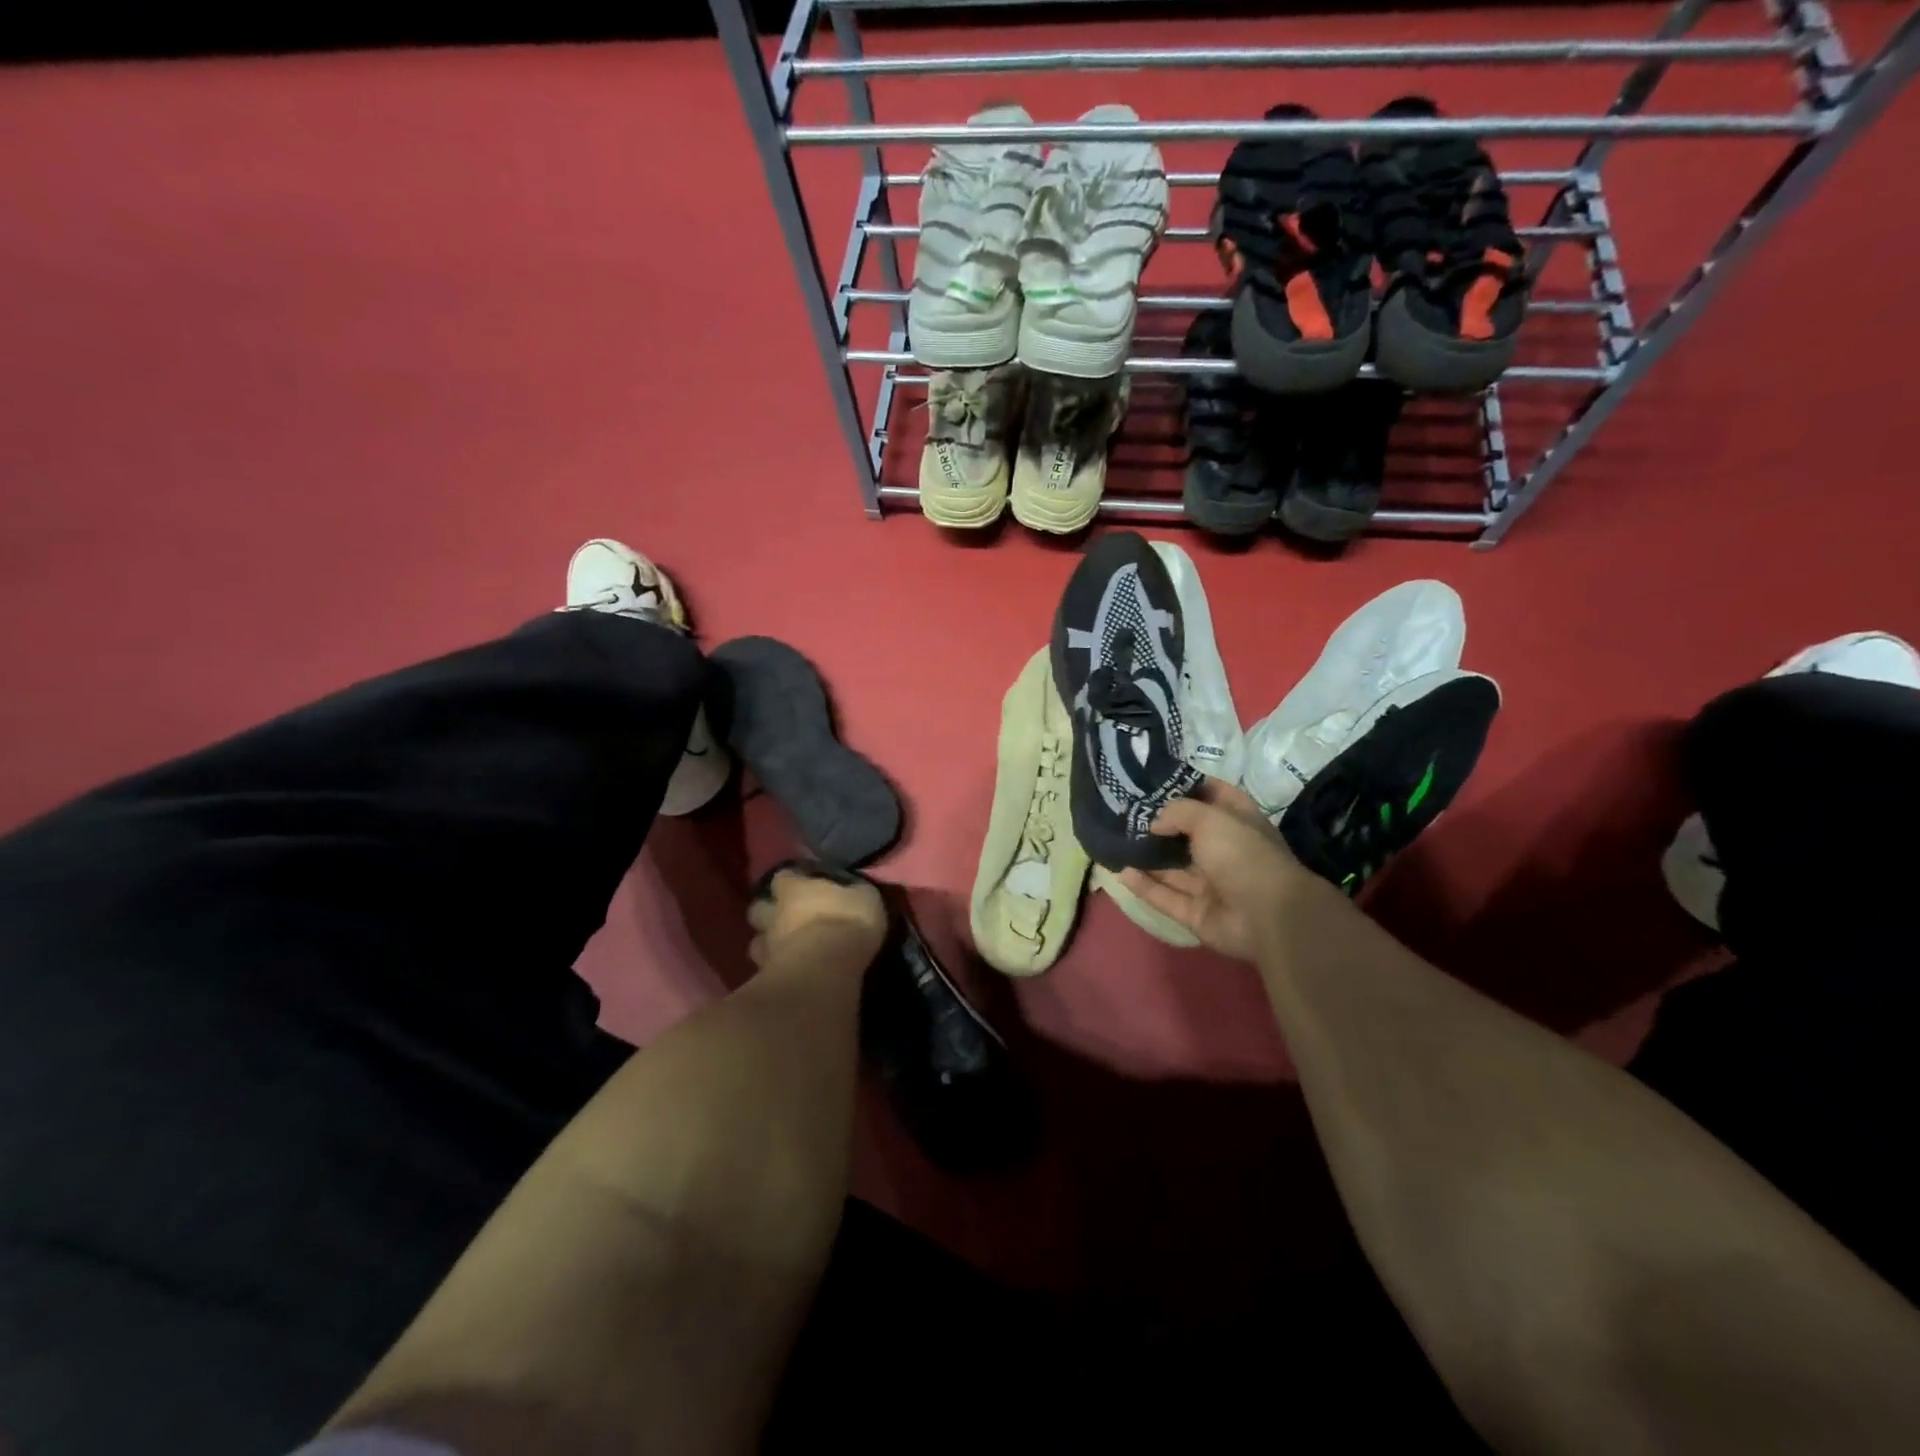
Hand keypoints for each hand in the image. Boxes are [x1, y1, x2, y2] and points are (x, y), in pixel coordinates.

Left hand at [748, 866, 888, 971]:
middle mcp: (774, 914)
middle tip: (787, 918)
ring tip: (785, 949)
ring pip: (757, 942)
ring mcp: (766, 947)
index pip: (783, 877)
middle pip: (759, 908)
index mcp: (794, 889)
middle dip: (769, 911)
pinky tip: (789, 974)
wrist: (825, 972)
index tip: (802, 885)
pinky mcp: (766, 976)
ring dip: (768, 943)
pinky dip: (774, 970)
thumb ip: (853, 892)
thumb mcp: (865, 898)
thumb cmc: (846, 924)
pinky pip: (765, 970)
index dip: (791, 881)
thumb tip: (853, 889)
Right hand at [1118, 781, 1324, 961]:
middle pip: (1187, 834)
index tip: (1156, 781)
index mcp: (1238, 823)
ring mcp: (1211, 884)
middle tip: (1125, 812)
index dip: (1189, 786)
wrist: (1268, 916)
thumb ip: (1177, 812)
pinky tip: (1122, 872)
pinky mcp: (1197, 913)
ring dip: (1147, 857)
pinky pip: (1166, 897)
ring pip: (1173, 868)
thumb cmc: (1243, 854)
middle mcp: (1225, 851)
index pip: (1214, 796)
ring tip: (1116, 841)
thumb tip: (1154, 823)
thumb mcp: (1210, 818)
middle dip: (1159, 824)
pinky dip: (1145, 887)